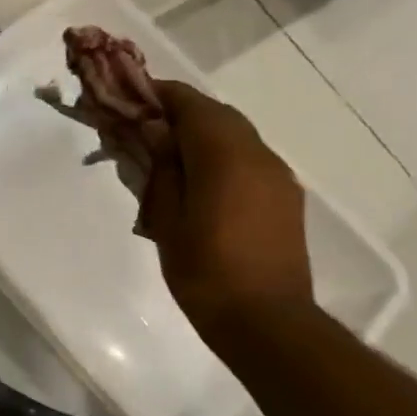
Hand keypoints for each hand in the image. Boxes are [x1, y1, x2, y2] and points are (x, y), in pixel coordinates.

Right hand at [139, 81, 314, 327]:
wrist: (266, 321)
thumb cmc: (204, 271)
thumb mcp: (167, 218)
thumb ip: (162, 166)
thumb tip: (155, 129)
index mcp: (224, 155)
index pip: (190, 104)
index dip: (160, 94)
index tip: (131, 98)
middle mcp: (257, 154)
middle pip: (217, 114)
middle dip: (180, 112)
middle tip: (144, 128)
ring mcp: (277, 175)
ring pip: (236, 135)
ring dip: (203, 133)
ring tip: (169, 155)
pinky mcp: (285, 197)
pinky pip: (249, 159)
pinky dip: (222, 155)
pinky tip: (201, 181)